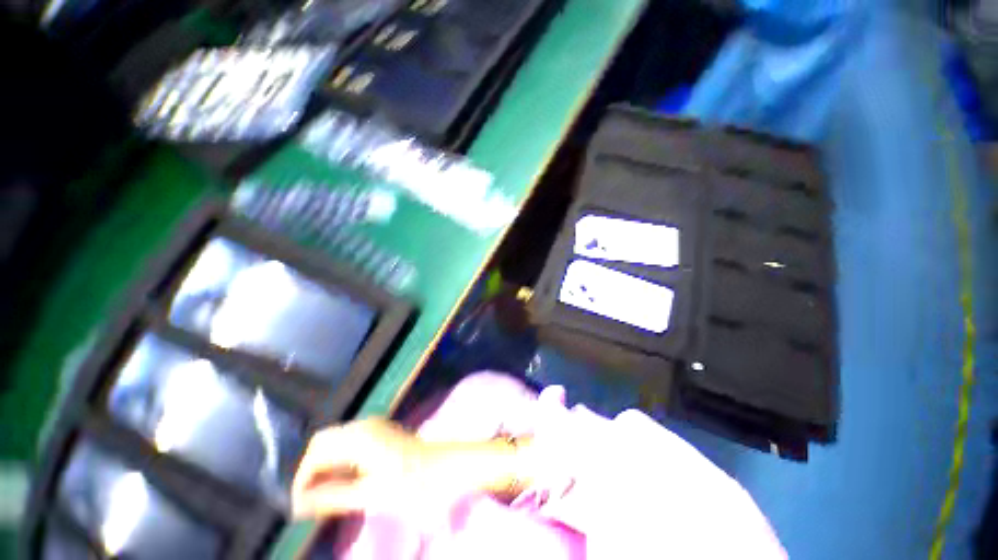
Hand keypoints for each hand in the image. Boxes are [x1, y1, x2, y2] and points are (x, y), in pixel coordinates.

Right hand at [291, 418, 434, 518]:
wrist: (448, 469)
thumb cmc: (413, 483)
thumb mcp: (371, 495)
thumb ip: (332, 497)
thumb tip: (298, 504)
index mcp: (359, 436)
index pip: (315, 453)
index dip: (302, 480)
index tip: (299, 508)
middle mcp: (364, 425)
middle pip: (323, 443)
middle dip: (311, 472)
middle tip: (311, 503)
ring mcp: (374, 427)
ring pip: (336, 443)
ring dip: (326, 468)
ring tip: (325, 497)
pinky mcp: (382, 434)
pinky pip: (350, 444)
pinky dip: (340, 463)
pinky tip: (344, 483)